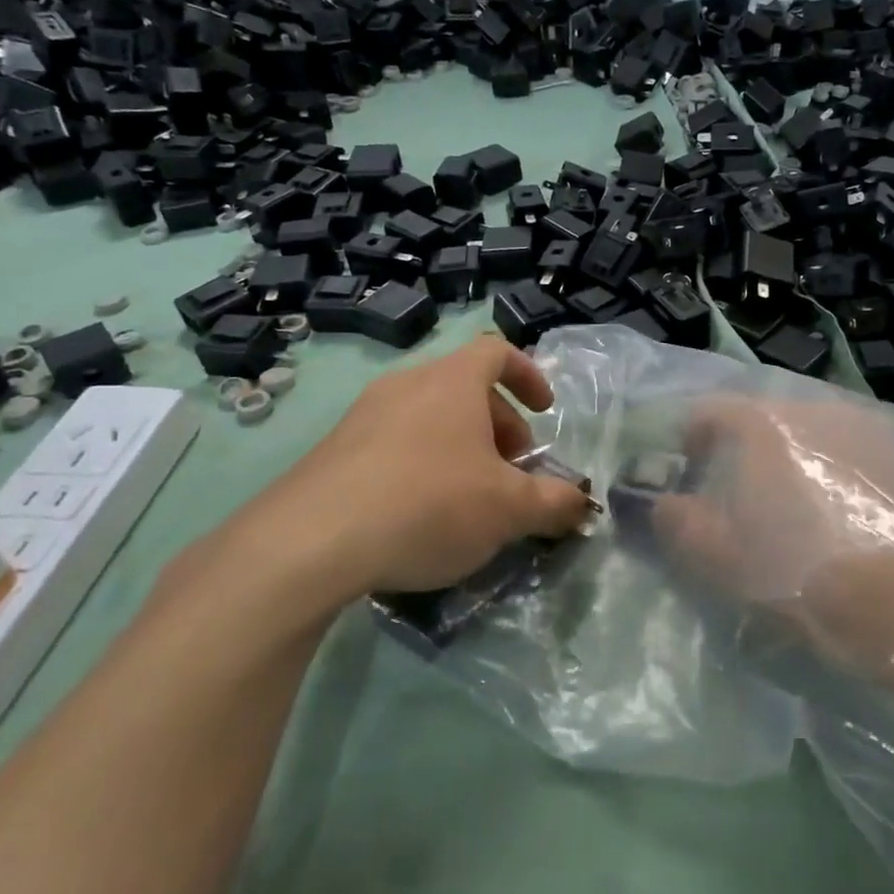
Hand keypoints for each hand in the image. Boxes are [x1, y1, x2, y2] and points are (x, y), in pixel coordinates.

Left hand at [169, 336, 592, 634]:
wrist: (312, 541)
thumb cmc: (430, 504)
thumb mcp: (510, 508)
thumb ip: (555, 502)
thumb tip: (582, 502)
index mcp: (452, 381)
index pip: (498, 351)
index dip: (529, 375)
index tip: (545, 412)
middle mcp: (407, 384)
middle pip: (466, 388)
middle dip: (500, 425)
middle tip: (513, 471)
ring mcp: (363, 415)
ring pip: (429, 417)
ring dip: (462, 447)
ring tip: (471, 497)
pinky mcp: (333, 450)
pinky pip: (394, 443)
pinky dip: (422, 464)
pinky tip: (421, 515)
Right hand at [652, 398, 893, 763]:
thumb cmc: (806, 576)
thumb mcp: (724, 561)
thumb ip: (679, 525)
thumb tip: (662, 504)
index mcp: (766, 425)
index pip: (709, 412)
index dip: (688, 441)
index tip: (686, 476)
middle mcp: (818, 410)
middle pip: (762, 421)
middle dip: (740, 455)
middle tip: (735, 503)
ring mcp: (868, 430)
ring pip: (809, 438)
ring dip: (788, 465)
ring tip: (789, 515)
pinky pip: (849, 455)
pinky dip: (830, 476)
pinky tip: (839, 521)